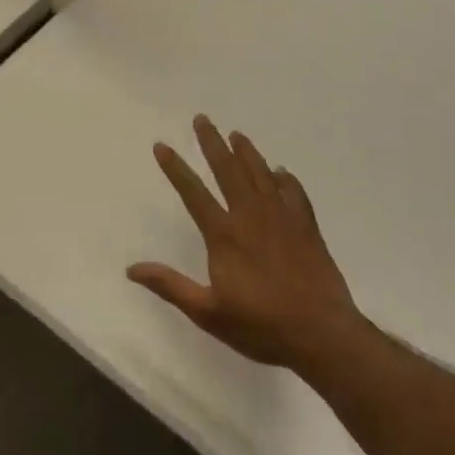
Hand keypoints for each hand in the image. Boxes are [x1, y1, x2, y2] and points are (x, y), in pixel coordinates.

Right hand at [128, 116, 359, 372]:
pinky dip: (285, 179)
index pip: (193, 192)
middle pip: (229, 170)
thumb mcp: (208, 313)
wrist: (322, 335)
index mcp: (225, 235)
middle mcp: (251, 217)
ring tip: (236, 135)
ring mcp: (282, 219)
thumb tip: (132, 269)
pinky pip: (294, 194)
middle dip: (212, 143)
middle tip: (202, 119)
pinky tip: (281, 172)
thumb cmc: (261, 325)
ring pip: (261, 175)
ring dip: (247, 153)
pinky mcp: (307, 228)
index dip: (175, 168)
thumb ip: (171, 286)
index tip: (162, 145)